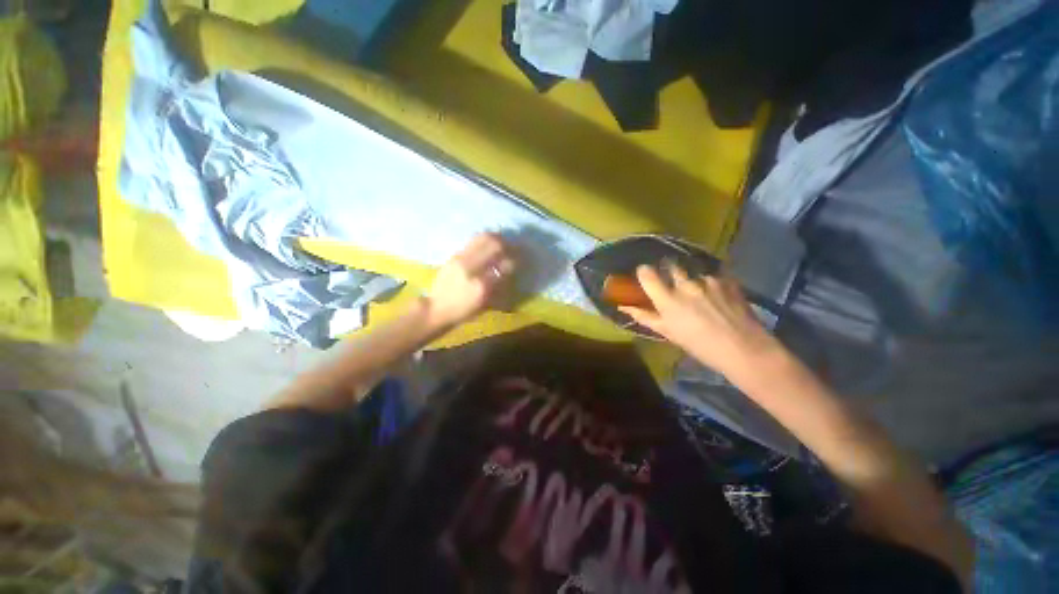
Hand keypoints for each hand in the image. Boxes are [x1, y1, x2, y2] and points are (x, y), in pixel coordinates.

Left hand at [425, 233, 515, 328]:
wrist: (437, 308)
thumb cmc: (464, 310)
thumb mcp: (486, 303)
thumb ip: (499, 285)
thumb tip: (510, 268)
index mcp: (482, 284)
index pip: (505, 264)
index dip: (515, 261)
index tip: (521, 260)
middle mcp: (471, 267)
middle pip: (494, 244)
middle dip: (508, 244)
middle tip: (514, 248)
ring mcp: (461, 258)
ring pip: (483, 237)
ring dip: (497, 238)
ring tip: (504, 242)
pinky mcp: (455, 255)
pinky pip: (474, 240)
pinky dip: (485, 239)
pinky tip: (490, 243)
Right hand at [619, 265, 781, 378]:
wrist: (744, 348)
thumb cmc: (699, 345)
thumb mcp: (668, 333)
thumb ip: (645, 316)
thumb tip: (624, 307)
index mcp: (667, 299)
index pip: (647, 273)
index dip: (644, 272)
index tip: (645, 276)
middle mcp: (685, 284)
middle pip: (671, 266)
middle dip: (669, 271)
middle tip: (673, 283)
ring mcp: (708, 280)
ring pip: (693, 270)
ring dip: (692, 277)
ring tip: (699, 291)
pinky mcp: (727, 279)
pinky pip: (712, 273)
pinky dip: (710, 280)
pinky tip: (716, 292)